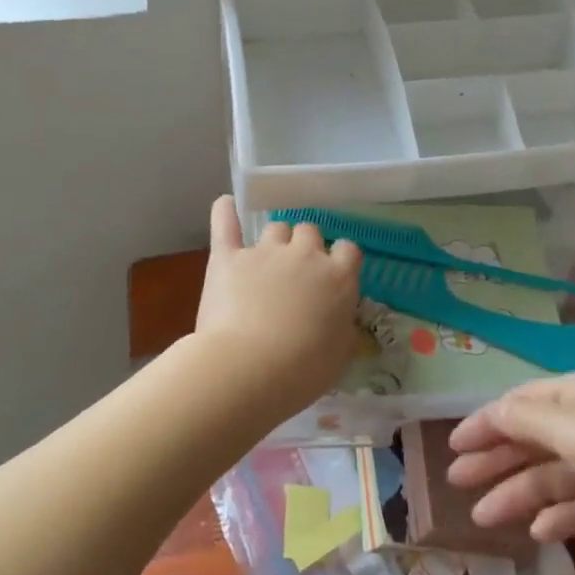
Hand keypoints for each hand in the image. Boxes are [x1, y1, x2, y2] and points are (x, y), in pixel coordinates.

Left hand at [193, 196, 362, 417]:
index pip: (349, 250)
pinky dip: (225, 211)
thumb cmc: (302, 370)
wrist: (248, 368)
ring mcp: (265, 252)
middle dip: (305, 246)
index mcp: (338, 278)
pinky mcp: (228, 257)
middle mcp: (305, 255)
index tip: (333, 275)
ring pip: (276, 227)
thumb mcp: (340, 355)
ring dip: (275, 239)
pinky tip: (226, 204)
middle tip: (296, 272)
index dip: (340, 259)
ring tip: (266, 258)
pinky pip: (226, 223)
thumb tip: (343, 322)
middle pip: (310, 232)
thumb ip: (344, 329)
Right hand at [447, 372, 574, 574]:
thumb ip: (528, 420)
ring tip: (485, 518)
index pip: (525, 400)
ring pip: (553, 475)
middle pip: (535, 437)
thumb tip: (491, 410)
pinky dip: (558, 517)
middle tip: (457, 480)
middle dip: (496, 457)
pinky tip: (538, 532)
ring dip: (518, 493)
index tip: (452, 444)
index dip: (487, 420)